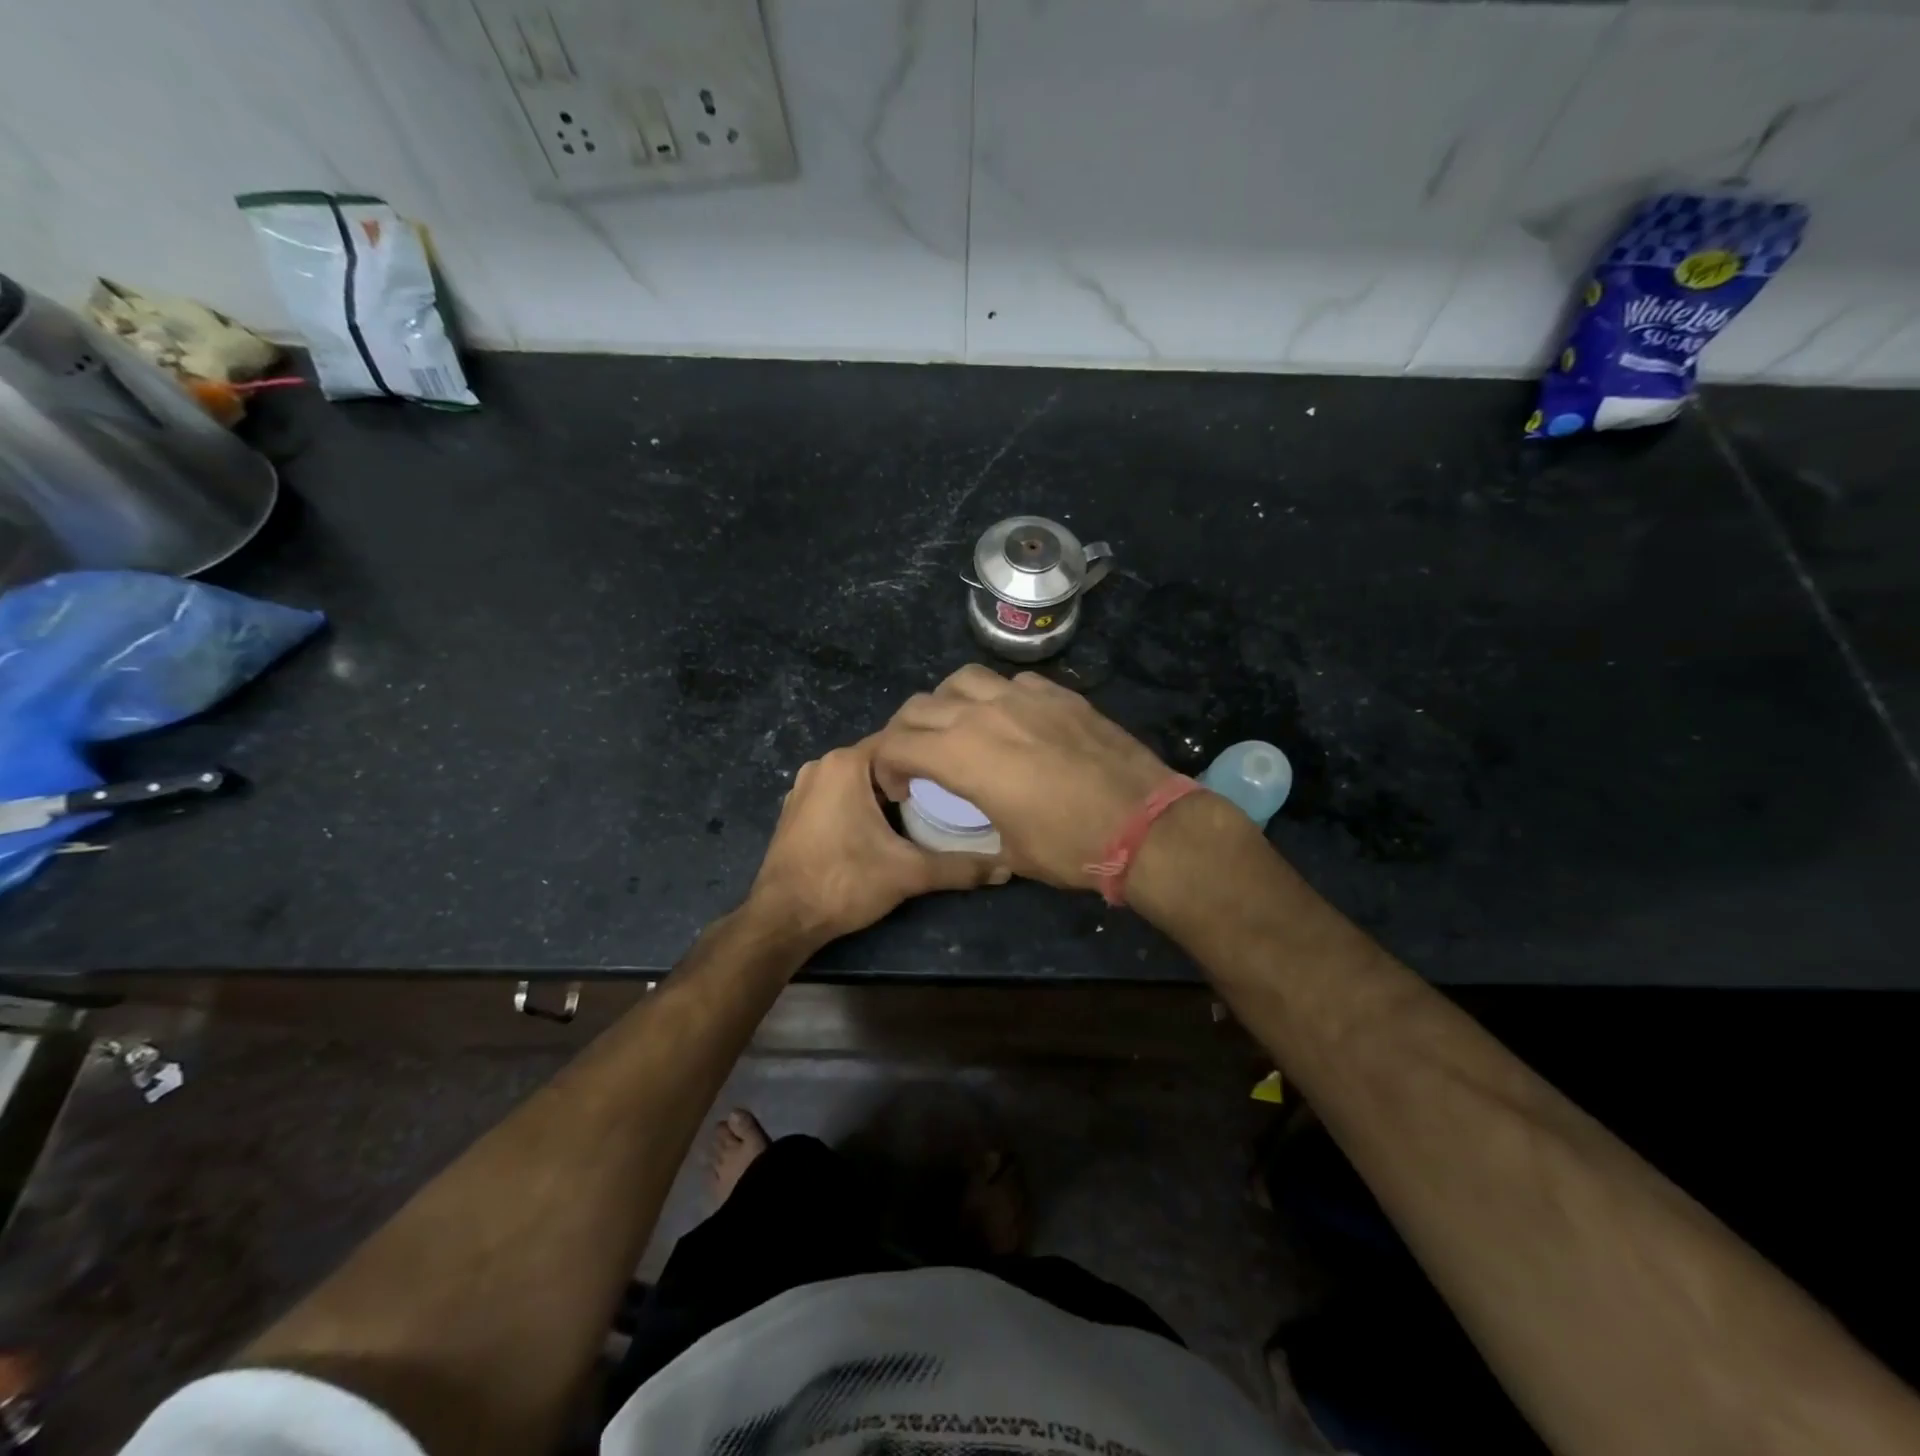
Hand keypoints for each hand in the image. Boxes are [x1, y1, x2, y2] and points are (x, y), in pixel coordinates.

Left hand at [746, 736, 1008, 949]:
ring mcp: (803, 787)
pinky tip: (880, 830)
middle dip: (910, 777)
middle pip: (880, 760)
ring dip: (885, 792)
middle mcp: (821, 765)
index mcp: (845, 764)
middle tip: (945, 799)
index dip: (931, 758)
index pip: (901, 742)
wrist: (782, 919)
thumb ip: (959, 868)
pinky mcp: (794, 810)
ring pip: (859, 778)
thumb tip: (1005, 868)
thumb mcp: (909, 873)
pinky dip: (860, 803)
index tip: (957, 777)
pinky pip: (838, 794)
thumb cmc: (844, 883)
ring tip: (920, 815)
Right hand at [872, 666, 1173, 889]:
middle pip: (920, 706)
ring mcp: (1024, 697)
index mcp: (961, 755)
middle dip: (906, 732)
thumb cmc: (1068, 846)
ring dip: (948, 703)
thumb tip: (980, 818)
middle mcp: (984, 714)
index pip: (896, 743)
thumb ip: (979, 822)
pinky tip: (1013, 721)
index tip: (901, 788)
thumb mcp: (1009, 849)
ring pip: (963, 680)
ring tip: (960, 728)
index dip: (886, 766)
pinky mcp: (1059, 694)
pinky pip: (1012, 682)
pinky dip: (998, 697)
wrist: (1142, 824)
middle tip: (918, 759)